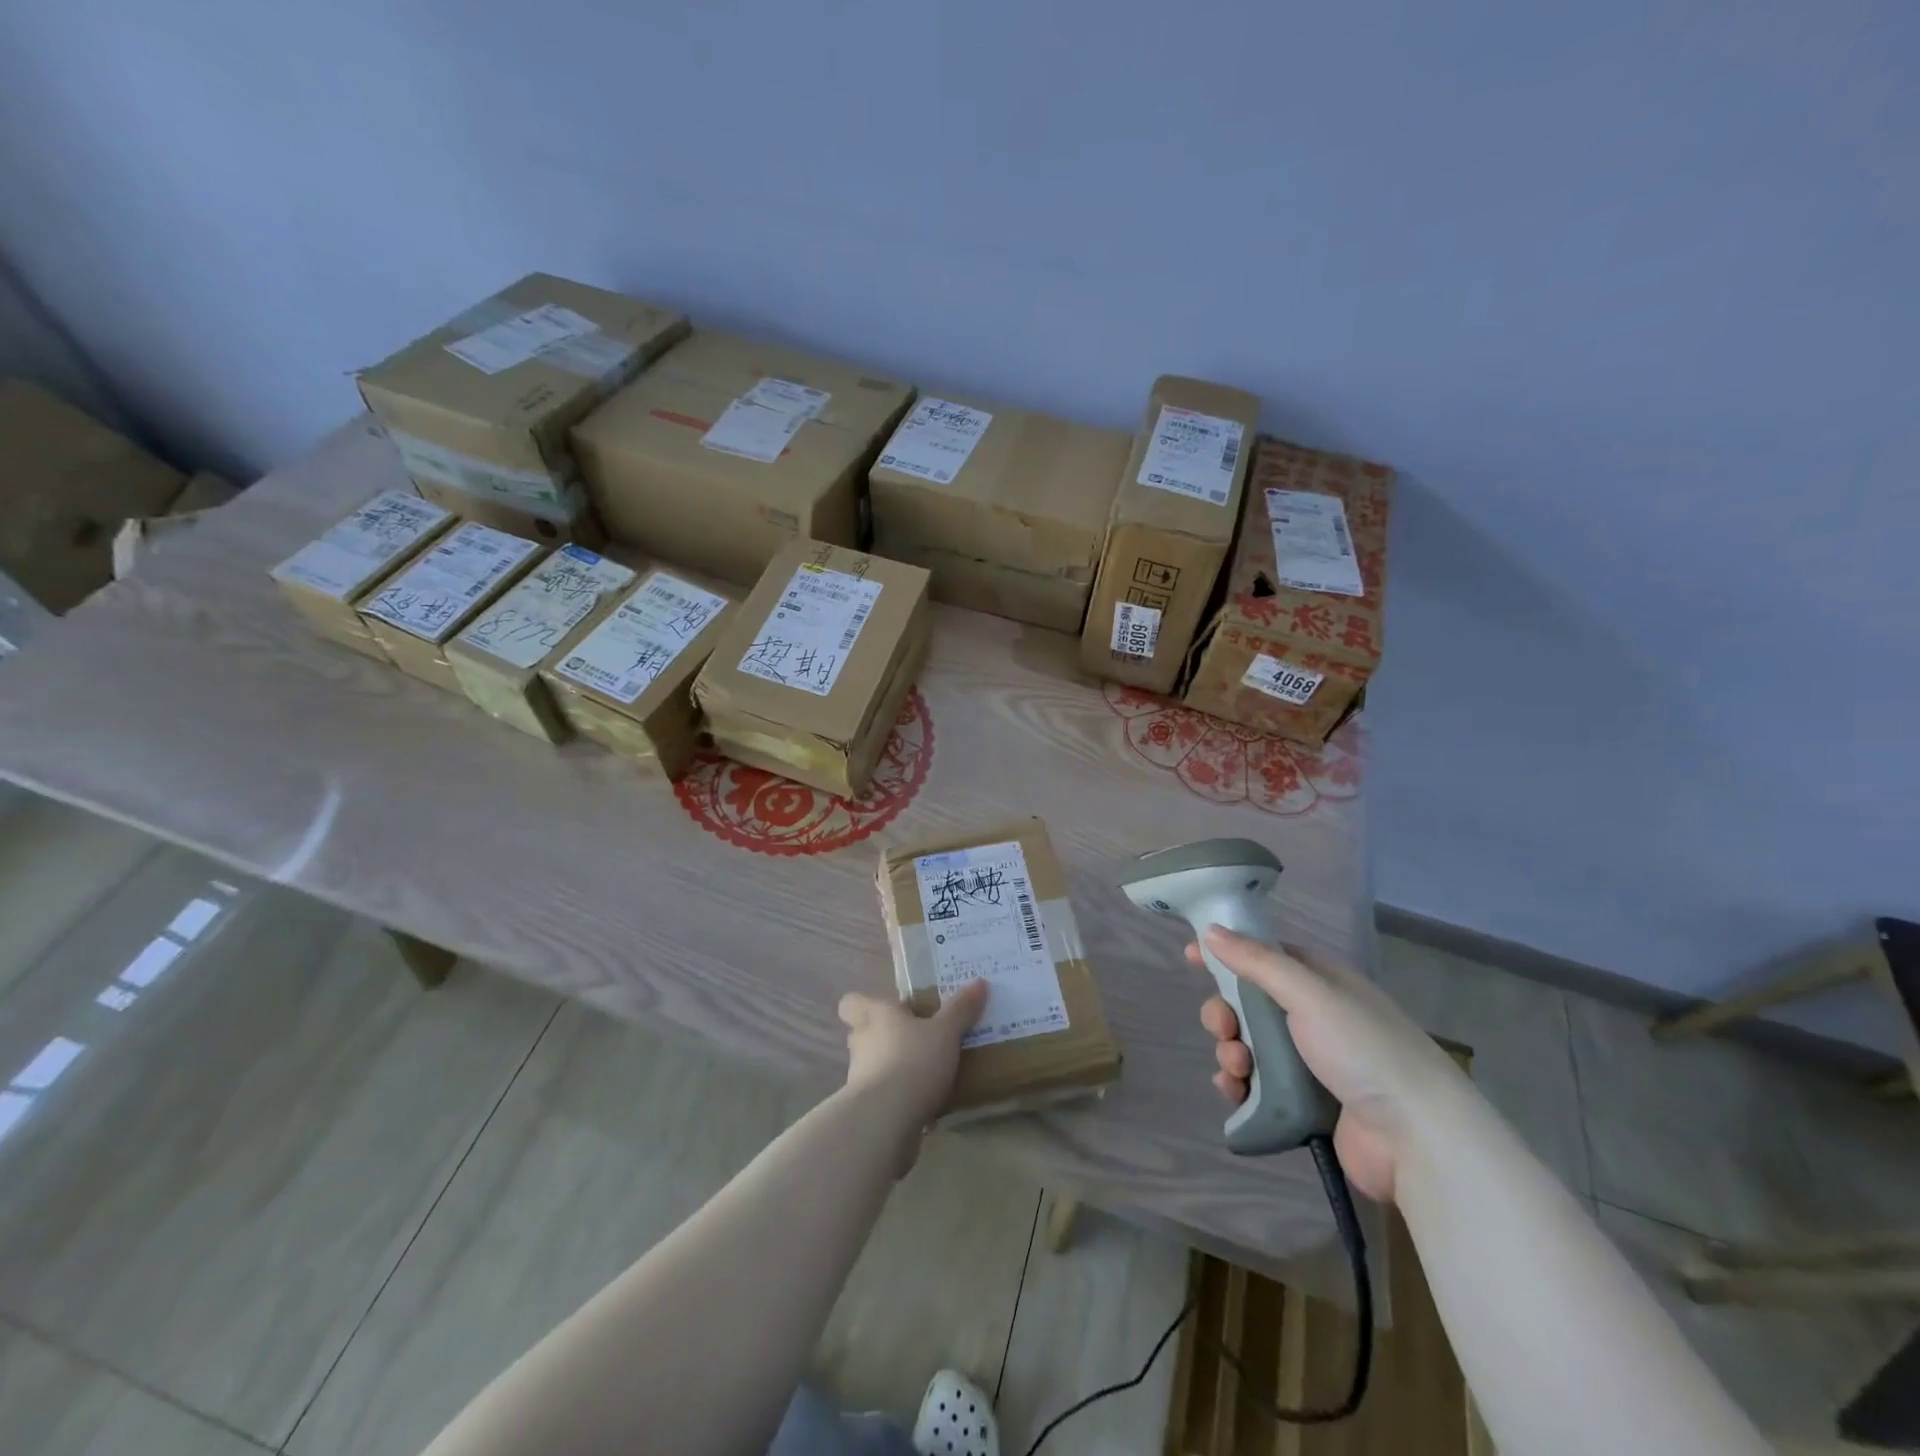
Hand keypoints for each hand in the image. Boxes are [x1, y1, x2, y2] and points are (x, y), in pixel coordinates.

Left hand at [838, 981, 987, 1131]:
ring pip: (874, 1066)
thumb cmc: (913, 1062)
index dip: (863, 1004)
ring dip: (894, 1069)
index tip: (890, 1009)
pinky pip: (885, 1098)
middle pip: (864, 1034)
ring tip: (927, 1073)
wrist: (886, 1121)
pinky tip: (927, 1106)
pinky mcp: (867, 1111)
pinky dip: (901, 1100)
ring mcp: (860, 1079)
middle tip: (916, 1038)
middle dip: (885, 1037)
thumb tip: (979, 981)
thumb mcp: (945, 1032)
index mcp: (877, 1017)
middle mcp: (862, 1043)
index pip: (852, 1002)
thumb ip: (961, 1009)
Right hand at [1190, 927, 1463, 1202]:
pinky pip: (1256, 1086)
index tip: (1191, 957)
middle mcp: (1313, 1018)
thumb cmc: (1363, 1049)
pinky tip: (1235, 1092)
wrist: (1415, 1138)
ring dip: (1230, 1051)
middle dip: (1225, 1013)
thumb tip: (1210, 932)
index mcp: (1321, 983)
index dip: (1228, 954)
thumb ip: (1257, 961)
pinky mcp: (1303, 1105)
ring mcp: (1309, 1064)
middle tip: (1224, 1028)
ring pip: (1248, 1046)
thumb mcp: (1310, 993)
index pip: (1264, 956)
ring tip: (1237, 1068)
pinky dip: (1238, 1085)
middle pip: (1249, 1004)